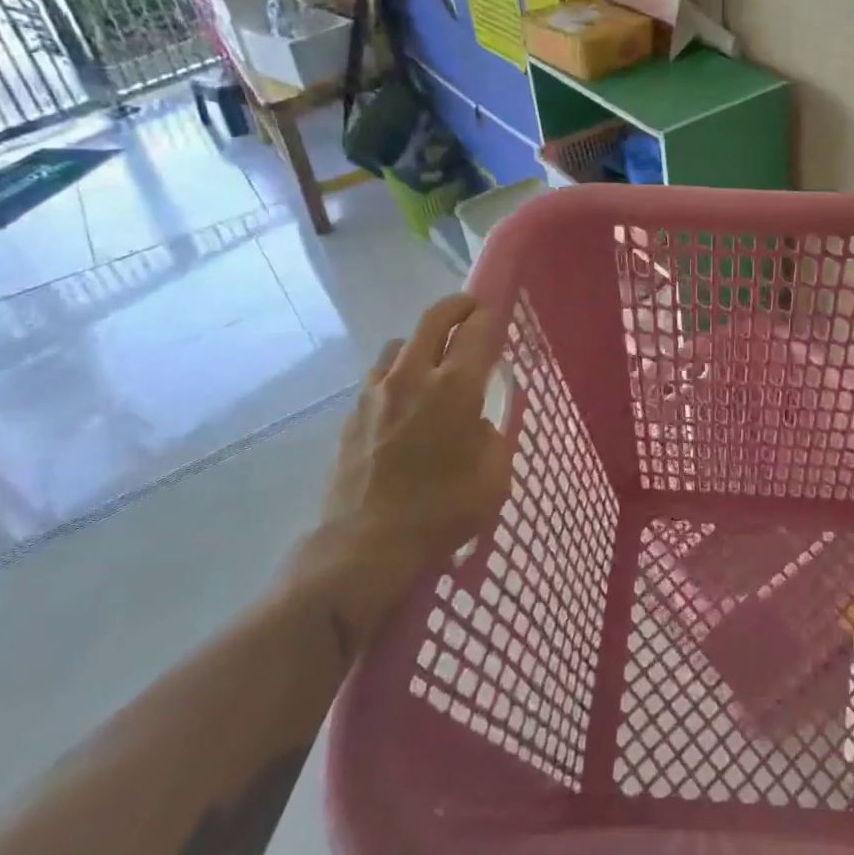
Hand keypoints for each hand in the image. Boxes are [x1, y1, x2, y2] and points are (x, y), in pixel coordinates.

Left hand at [282, 294, 512, 646]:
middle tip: (471, 309)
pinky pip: (380, 375)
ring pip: (401, 343)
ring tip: (435, 359)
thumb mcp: (494, 477)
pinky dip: (398, 371)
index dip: (491, 315)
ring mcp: (377, 392)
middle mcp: (414, 376)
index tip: (499, 311)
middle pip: (434, 319)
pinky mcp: (353, 413)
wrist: (363, 547)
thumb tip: (476, 422)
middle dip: (457, 307)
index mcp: (456, 387)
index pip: (478, 331)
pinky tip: (405, 398)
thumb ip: (492, 437)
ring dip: (423, 340)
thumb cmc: (441, 512)